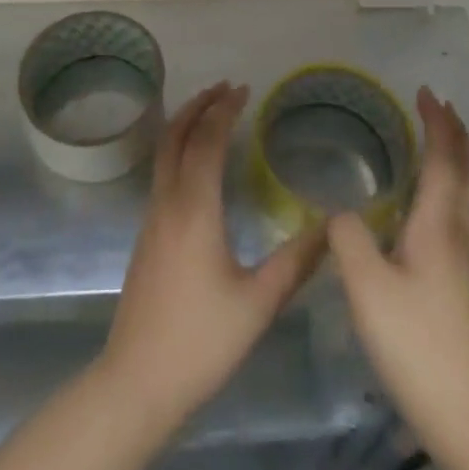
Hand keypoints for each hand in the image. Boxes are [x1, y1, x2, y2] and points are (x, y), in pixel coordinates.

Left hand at [99, 83, 326, 423]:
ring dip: (185, 123)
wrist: (137, 382)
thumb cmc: (201, 341)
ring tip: (210, 112)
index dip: (225, 110)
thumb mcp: (258, 303)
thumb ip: (296, 262)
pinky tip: (196, 163)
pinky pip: (161, 172)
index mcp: (195, 208)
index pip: (208, 140)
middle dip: (199, 105)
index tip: (244, 89)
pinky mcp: (146, 234)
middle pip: (177, 135)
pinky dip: (178, 148)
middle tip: (226, 88)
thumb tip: (332, 227)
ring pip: (164, 152)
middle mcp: (168, 201)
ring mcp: (151, 217)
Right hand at [327, 88, 468, 437]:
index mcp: (438, 225)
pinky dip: (447, 186)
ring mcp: (459, 259)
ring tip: (435, 141)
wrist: (464, 413)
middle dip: (455, 134)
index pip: (443, 159)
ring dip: (454, 158)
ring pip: (465, 193)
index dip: (437, 124)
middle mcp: (455, 234)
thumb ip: (348, 237)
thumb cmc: (415, 342)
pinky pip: (456, 212)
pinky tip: (422, 202)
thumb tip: (337, 210)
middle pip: (466, 171)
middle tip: (437, 107)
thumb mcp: (366, 287)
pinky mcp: (455, 282)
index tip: (424, 93)